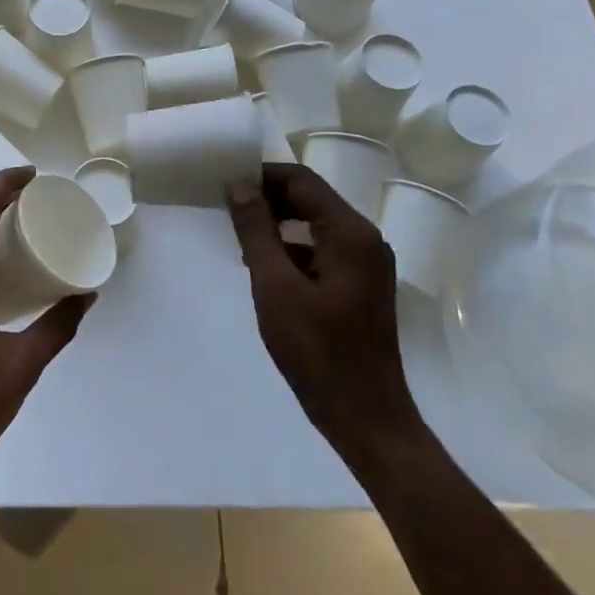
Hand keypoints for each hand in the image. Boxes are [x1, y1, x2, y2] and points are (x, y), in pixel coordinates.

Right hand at [226, 163, 423, 450]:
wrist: (367, 419)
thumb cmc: (317, 352)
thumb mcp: (275, 287)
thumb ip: (256, 231)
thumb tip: (239, 184)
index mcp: (350, 233)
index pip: (301, 181)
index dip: (262, 176)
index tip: (225, 184)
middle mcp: (366, 239)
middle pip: (311, 199)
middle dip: (269, 198)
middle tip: (227, 209)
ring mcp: (368, 263)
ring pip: (316, 224)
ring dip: (279, 224)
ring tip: (240, 237)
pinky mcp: (362, 285)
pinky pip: (323, 249)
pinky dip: (294, 248)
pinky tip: (266, 268)